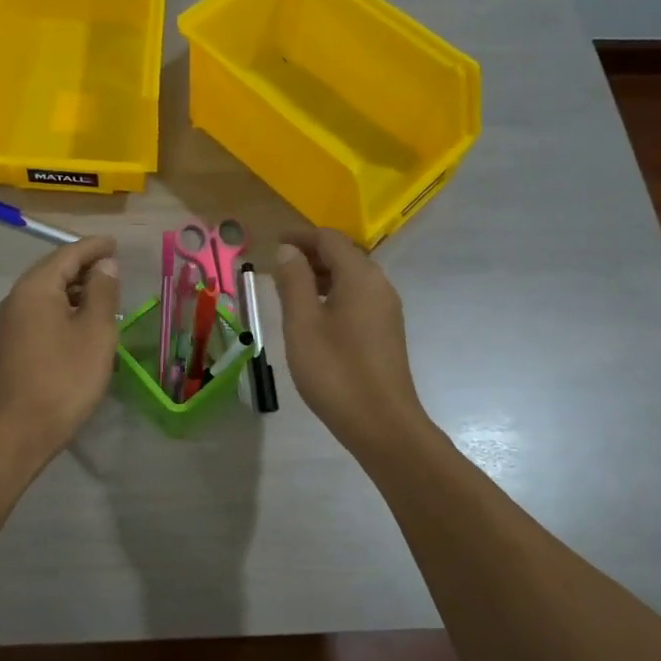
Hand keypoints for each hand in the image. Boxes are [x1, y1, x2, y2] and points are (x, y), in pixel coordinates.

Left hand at [0, 236, 121, 457]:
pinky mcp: (12, 343)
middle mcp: (17, 298)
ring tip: (104, 290)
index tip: (116, 242)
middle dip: (83, 264)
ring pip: (46, 291)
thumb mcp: (95, 331)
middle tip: (113, 263)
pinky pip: (41, 310)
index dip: (94, 247)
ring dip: (74, 287)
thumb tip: (104, 265)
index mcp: (36, 288)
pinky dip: (64, 306)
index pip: (67, 254)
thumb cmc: (65, 377)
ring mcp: (11, 322)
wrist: (21, 430)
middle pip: (53, 269)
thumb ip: (102, 292)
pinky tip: (83, 318)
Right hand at [272, 228, 428, 451]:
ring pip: (351, 278)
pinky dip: (334, 295)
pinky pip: (358, 298)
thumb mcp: (303, 323)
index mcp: (360, 276)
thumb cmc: (336, 371)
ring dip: (321, 276)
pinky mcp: (386, 331)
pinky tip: (314, 317)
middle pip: (344, 255)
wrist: (382, 424)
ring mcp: (386, 310)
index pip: (330, 239)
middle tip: (278, 267)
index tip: (274, 243)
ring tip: (290, 291)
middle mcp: (379, 285)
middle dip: (311, 255)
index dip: (301, 237)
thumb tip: (289, 251)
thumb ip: (294, 282)